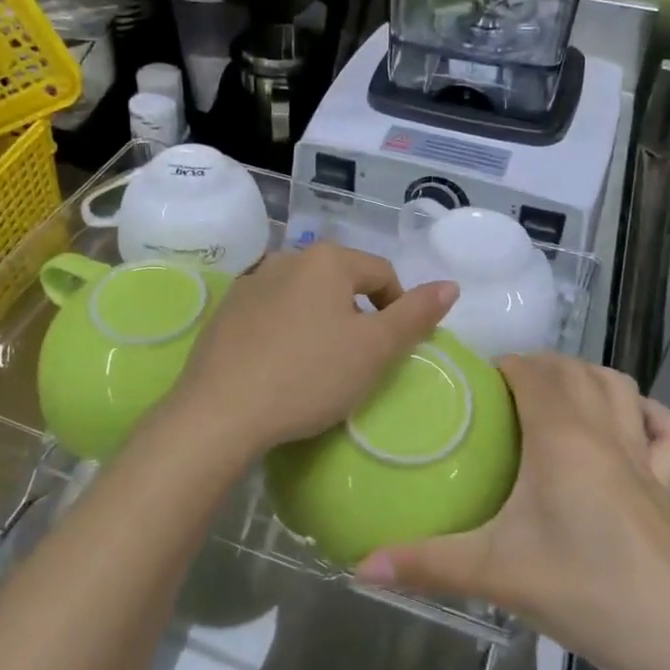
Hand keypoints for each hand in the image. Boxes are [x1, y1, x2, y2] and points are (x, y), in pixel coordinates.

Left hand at [163, 243, 455, 465]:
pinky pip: (272, 312)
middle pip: (342, 281)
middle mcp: (287, 257)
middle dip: (357, 315)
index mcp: (327, 259)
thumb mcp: (375, 350)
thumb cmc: (309, 376)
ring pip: (305, 296)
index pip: (383, 274)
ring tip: (318, 364)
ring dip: (321, 321)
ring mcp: (251, 282)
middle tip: (356, 361)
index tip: (390, 352)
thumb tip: (450, 284)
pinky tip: (280, 365)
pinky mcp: (226, 310)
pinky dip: (286, 330)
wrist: (220, 412)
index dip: (398, 310)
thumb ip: (416, 314)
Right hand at [355, 354, 669, 669]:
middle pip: (570, 369)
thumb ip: (427, 564)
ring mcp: (644, 454)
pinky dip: (646, 413)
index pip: (530, 370)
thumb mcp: (498, 575)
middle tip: (497, 397)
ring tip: (552, 398)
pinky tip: (630, 424)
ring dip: (584, 377)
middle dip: (534, 367)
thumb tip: (359, 564)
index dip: (501, 366)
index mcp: (561, 435)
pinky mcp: (669, 484)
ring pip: (617, 385)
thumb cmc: (590, 592)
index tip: (470, 386)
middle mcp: (604, 430)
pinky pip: (665, 430)